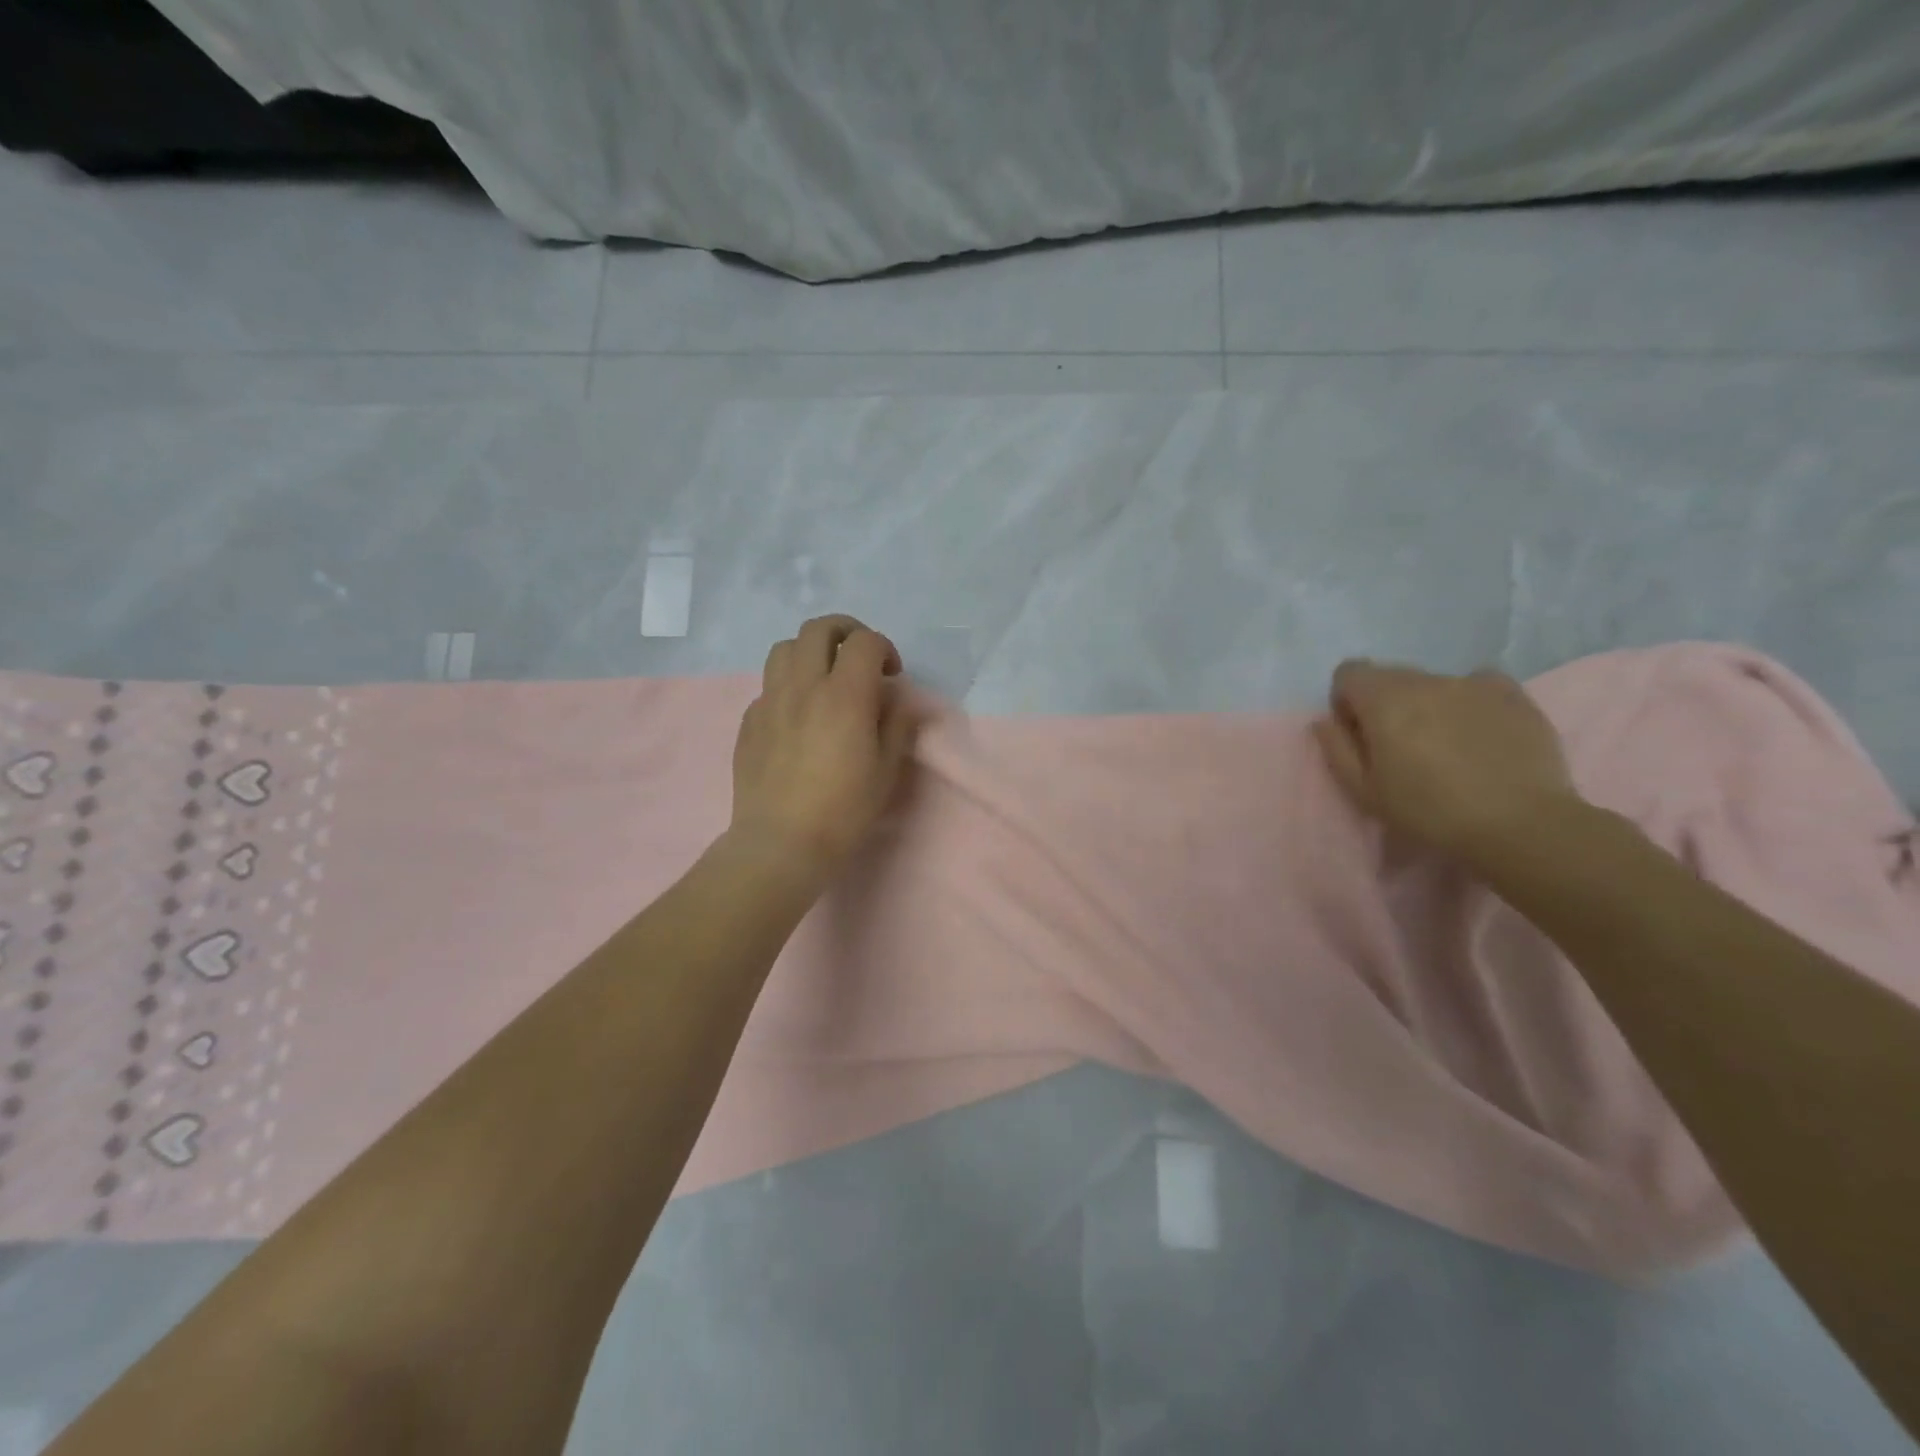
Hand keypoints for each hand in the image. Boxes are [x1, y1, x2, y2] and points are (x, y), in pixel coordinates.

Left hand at [729, 615, 922, 873]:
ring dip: (810, 652)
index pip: (865, 642)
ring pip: (785, 648)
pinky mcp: (749, 721)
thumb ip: (897, 725)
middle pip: (818, 628)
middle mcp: (804, 686)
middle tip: (859, 658)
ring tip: (824, 678)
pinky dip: (788, 686)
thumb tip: (897, 701)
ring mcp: (770, 701)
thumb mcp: (886, 770)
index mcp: (844, 696)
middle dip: (845, 632)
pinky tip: (798, 716)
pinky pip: (768, 685)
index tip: (892, 674)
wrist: (782, 843)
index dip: (884, 648)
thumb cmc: (844, 811)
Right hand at [1313, 660, 1582, 864]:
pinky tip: (1480, 734)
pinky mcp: (1513, 694)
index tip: (1361, 735)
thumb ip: (1337, 749)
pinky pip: (1478, 684)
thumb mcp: (1365, 791)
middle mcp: (1425, 680)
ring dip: (1427, 705)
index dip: (1347, 701)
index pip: (1349, 672)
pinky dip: (1470, 702)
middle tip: (1401, 747)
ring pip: (1433, 683)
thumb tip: (1325, 721)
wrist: (1521, 824)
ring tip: (1447, 746)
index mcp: (1384, 700)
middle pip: (1390, 676)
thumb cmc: (1429, 811)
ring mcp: (1473, 683)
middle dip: (1386, 703)